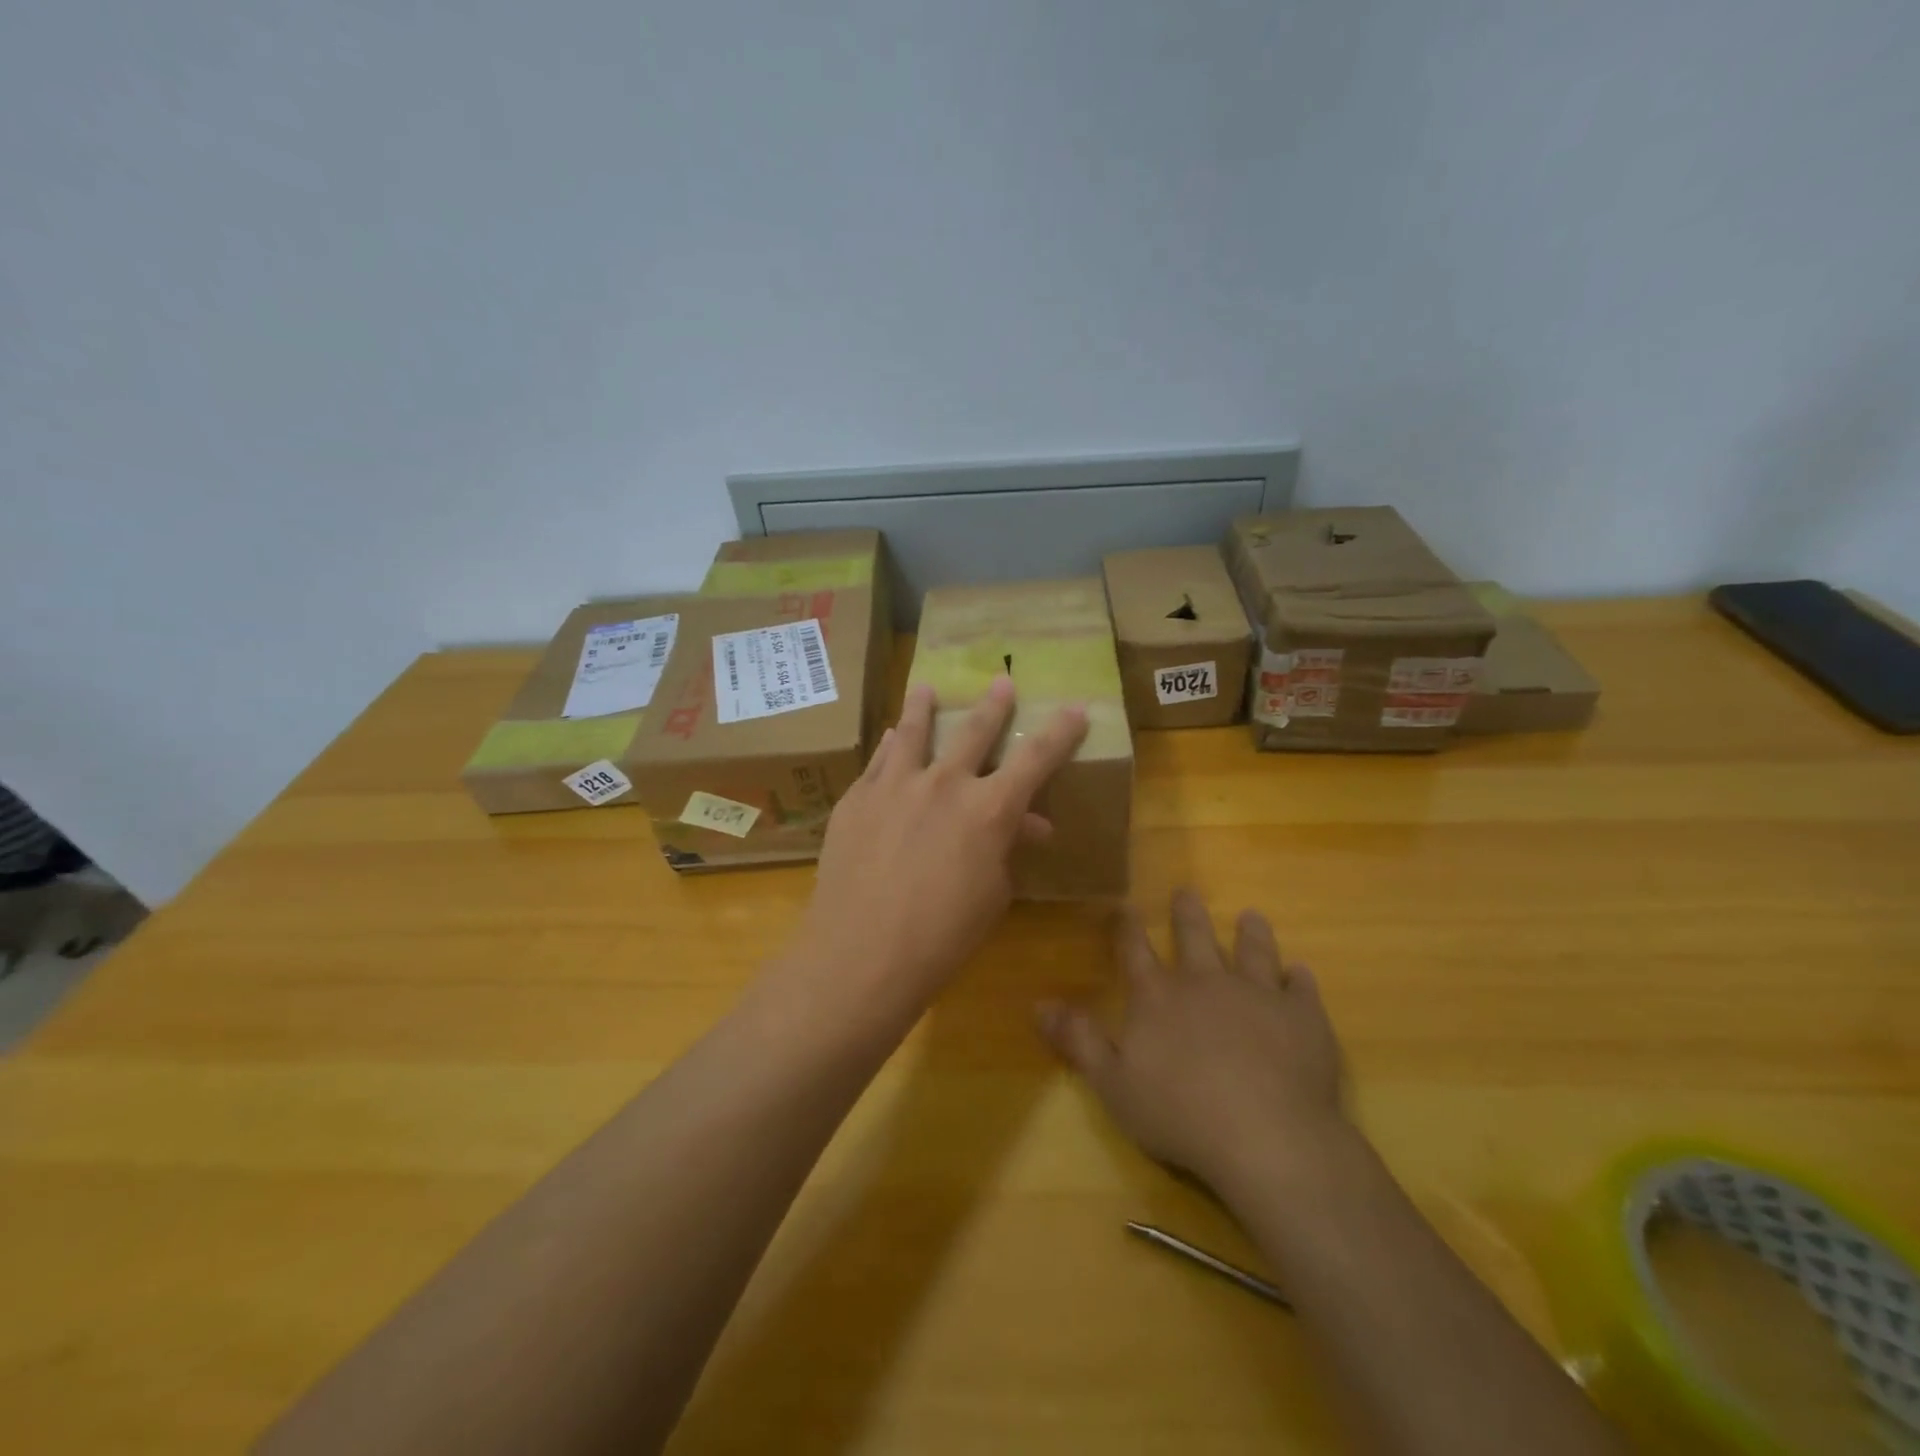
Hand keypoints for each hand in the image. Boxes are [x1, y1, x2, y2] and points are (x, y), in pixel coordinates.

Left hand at [795, 676, 1086, 1013]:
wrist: (861, 954)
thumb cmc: (941, 938)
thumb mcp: (991, 895)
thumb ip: (1008, 849)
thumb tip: (1029, 825)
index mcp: (989, 810)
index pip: (1037, 759)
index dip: (1061, 732)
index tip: (1077, 707)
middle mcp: (944, 784)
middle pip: (974, 731)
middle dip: (994, 705)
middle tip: (1002, 681)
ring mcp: (895, 785)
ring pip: (913, 731)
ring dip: (923, 706)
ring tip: (925, 687)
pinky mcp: (857, 798)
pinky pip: (878, 760)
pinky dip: (888, 745)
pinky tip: (887, 737)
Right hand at [1036, 890, 1354, 1194]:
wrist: (1267, 1138)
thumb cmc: (1180, 1114)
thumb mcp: (1112, 1083)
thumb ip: (1078, 1040)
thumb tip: (1039, 1004)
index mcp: (1158, 997)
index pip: (1136, 952)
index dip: (1128, 928)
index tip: (1126, 905)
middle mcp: (1206, 982)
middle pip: (1195, 938)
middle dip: (1188, 914)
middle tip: (1187, 891)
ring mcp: (1258, 995)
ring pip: (1253, 952)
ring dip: (1251, 934)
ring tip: (1251, 915)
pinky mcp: (1303, 1018)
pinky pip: (1301, 990)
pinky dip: (1299, 980)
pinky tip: (1301, 973)